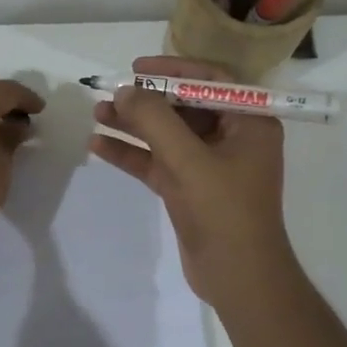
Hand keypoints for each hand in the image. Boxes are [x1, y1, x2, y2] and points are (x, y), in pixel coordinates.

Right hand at [88, 55, 293, 305]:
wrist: (238, 278)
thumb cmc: (224, 211)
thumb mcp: (189, 160)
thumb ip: (155, 121)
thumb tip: (126, 91)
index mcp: (249, 122)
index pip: (210, 80)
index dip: (173, 69)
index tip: (137, 68)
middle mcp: (232, 137)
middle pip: (183, 107)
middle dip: (145, 100)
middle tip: (109, 92)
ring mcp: (209, 165)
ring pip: (167, 135)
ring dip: (133, 125)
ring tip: (96, 114)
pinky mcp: (190, 188)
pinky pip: (158, 161)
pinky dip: (132, 154)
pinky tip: (99, 146)